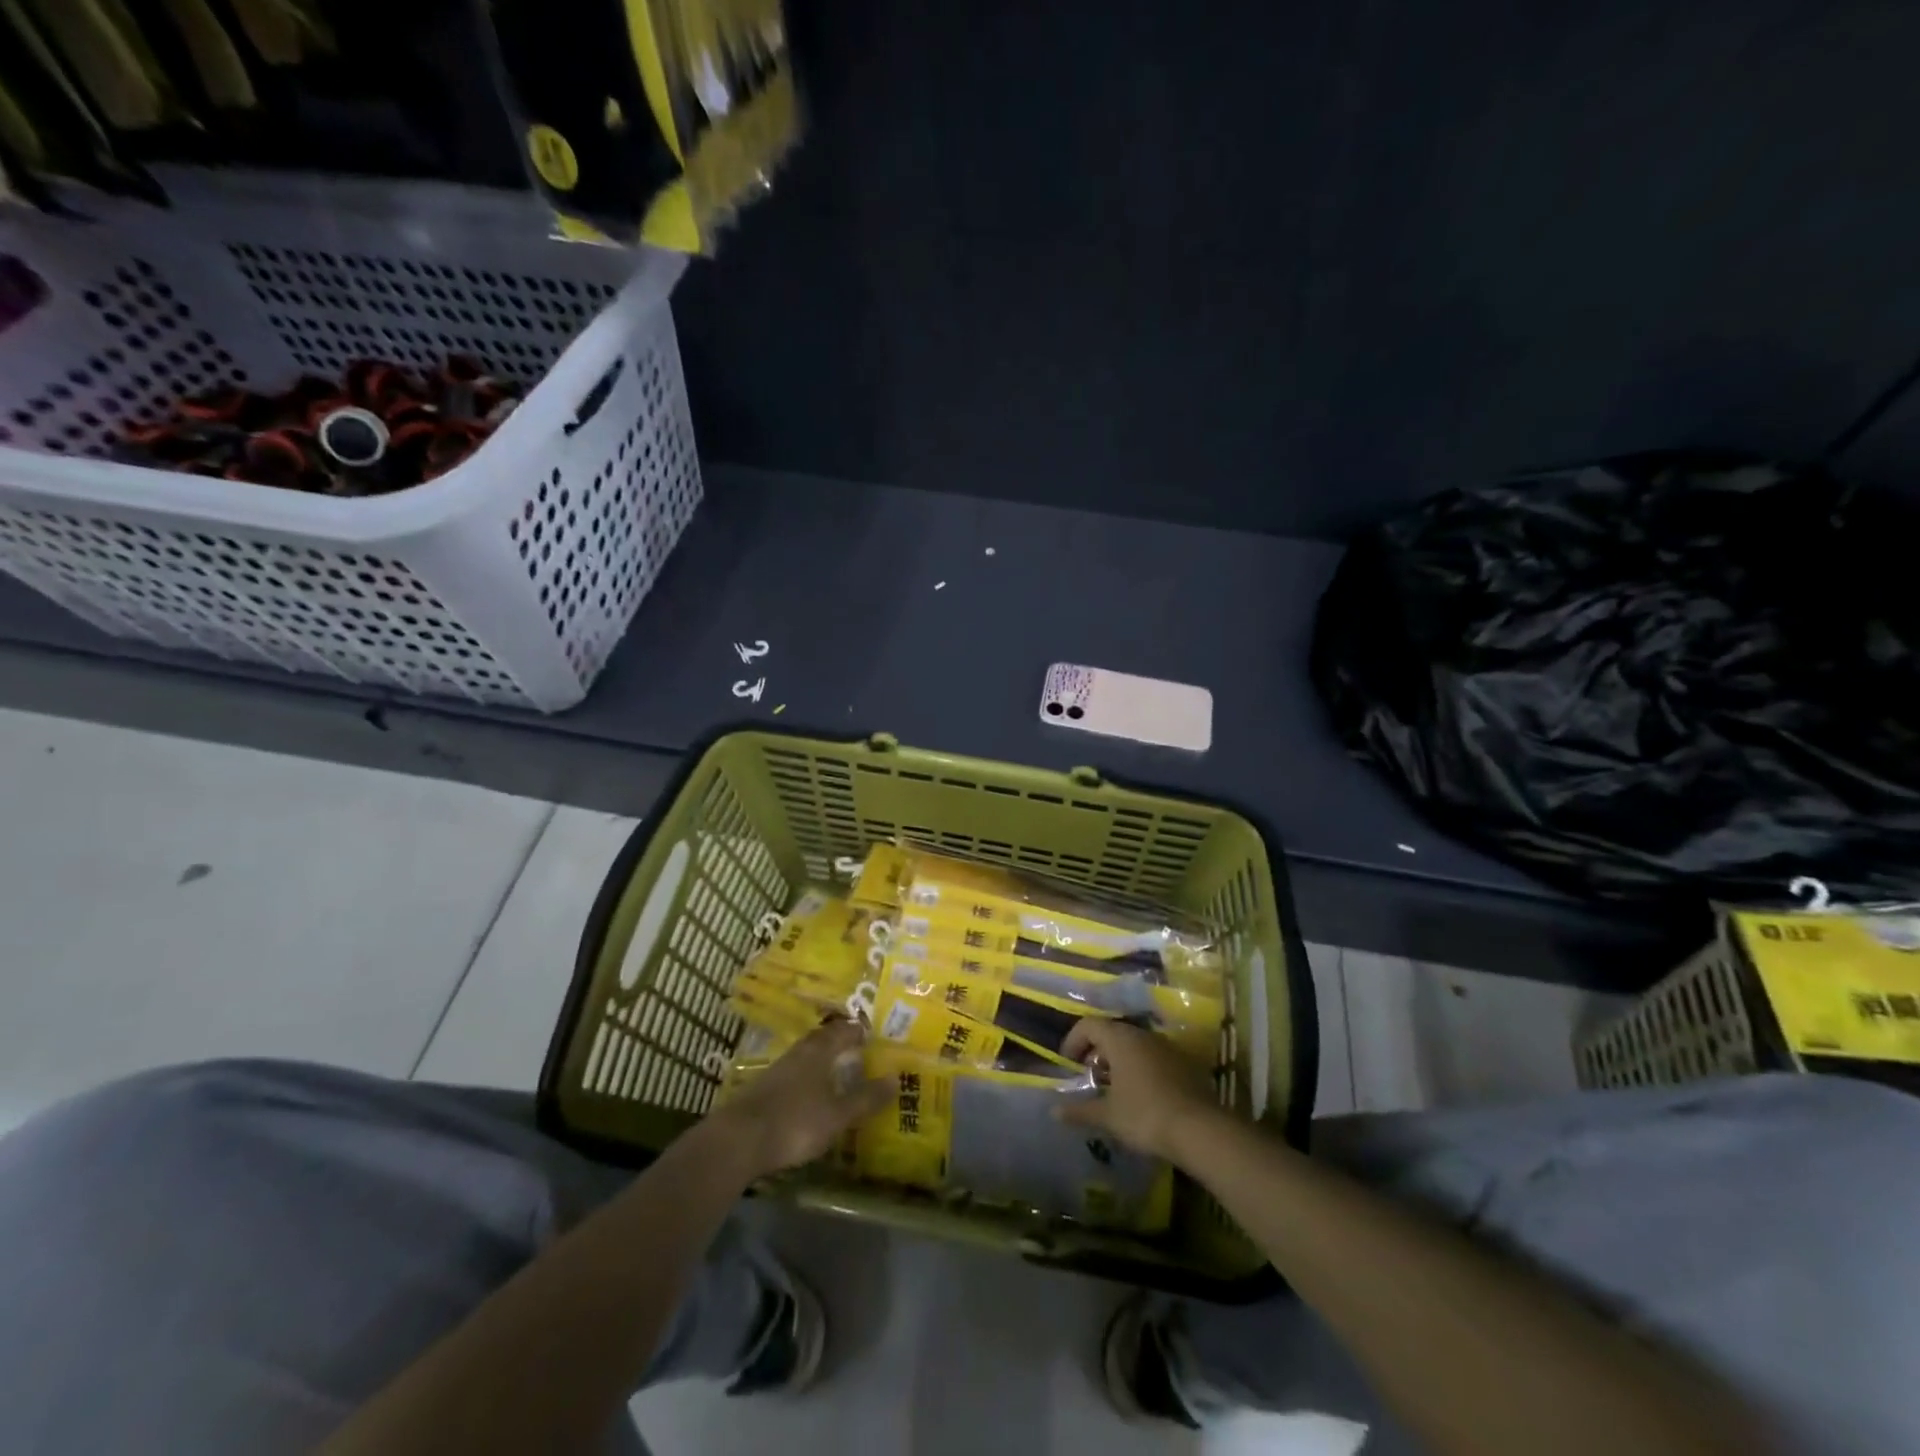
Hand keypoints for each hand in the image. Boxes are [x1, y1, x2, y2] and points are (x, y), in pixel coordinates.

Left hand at [714, 1019, 893, 1176]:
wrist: (738, 1141)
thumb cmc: (795, 1122)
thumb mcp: (838, 1115)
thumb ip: (866, 1098)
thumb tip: (896, 1078)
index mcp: (819, 1051)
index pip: (844, 1030)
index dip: (859, 1030)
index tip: (874, 1034)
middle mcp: (799, 1053)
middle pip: (822, 1039)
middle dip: (840, 1042)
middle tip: (858, 1049)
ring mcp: (778, 1070)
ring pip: (806, 1056)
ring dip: (822, 1060)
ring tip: (837, 1071)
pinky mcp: (763, 1089)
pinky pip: (793, 1074)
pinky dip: (806, 1079)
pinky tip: (810, 1094)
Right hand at [1055, 1018, 1223, 1161]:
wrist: (1201, 1129)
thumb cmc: (1145, 1115)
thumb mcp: (1108, 1116)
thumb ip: (1080, 1111)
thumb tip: (1054, 1111)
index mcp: (1120, 1039)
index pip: (1089, 1025)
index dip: (1074, 1040)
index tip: (1068, 1063)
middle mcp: (1143, 1035)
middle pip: (1113, 1032)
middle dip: (1097, 1052)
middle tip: (1090, 1076)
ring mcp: (1166, 1047)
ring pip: (1135, 1044)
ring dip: (1120, 1060)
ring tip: (1114, 1088)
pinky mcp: (1184, 1063)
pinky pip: (1154, 1057)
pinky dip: (1141, 1068)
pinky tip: (1142, 1095)